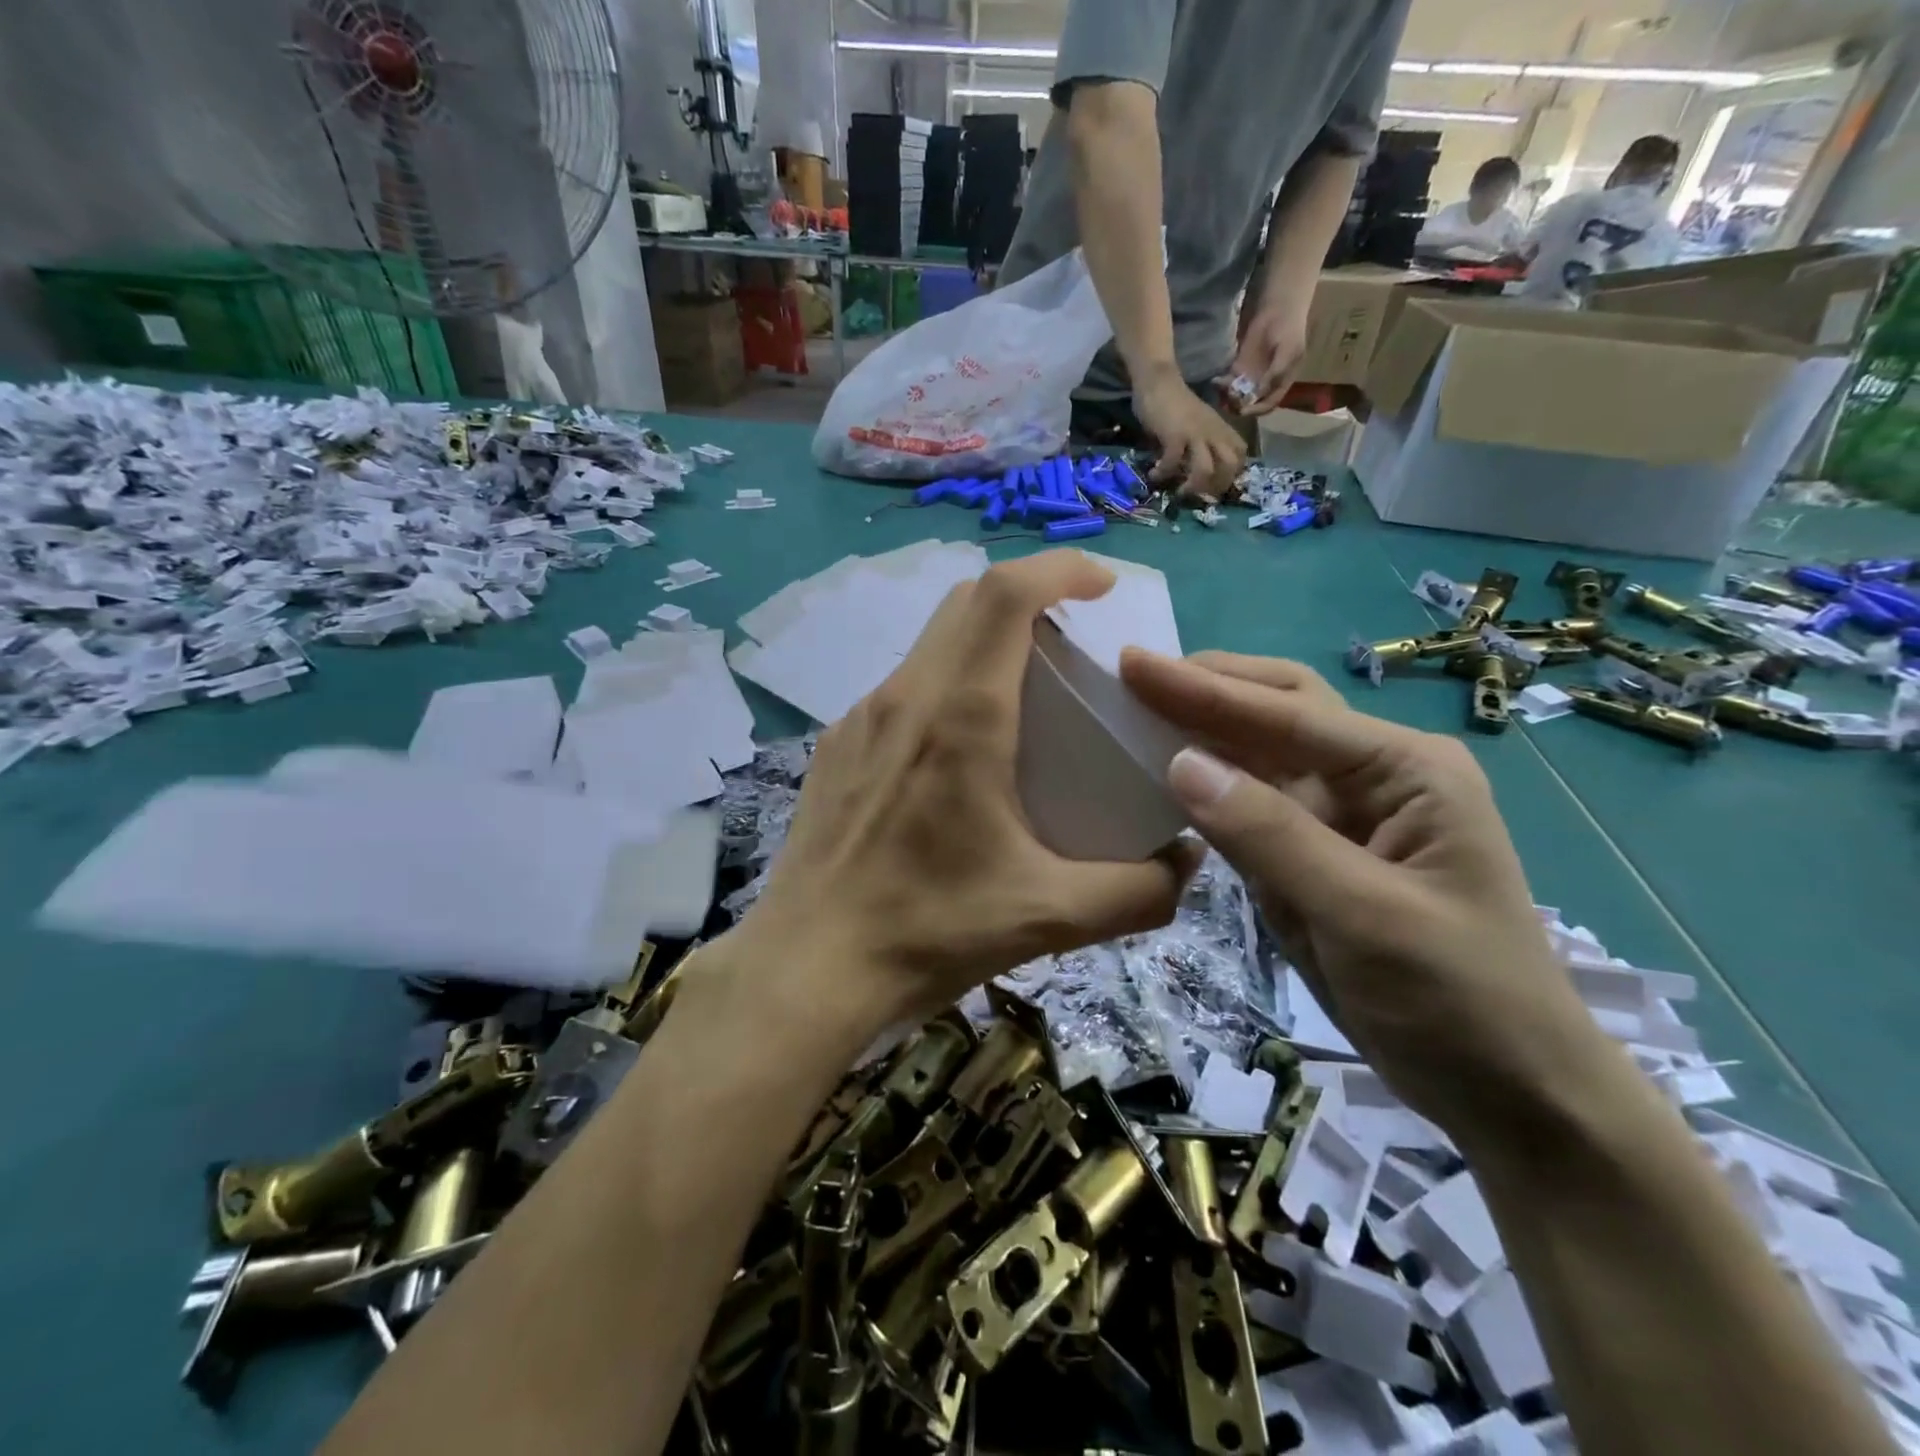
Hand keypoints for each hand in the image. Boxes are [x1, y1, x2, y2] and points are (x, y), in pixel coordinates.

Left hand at [743, 553, 1201, 1037]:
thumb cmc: (926, 933)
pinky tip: (962, 751)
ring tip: (1026, 694)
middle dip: (1029, 597)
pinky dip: (946, 683)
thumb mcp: (1048, 918)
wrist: (807, 971)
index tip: (1102, 585)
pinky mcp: (837, 748)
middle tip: (1074, 639)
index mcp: (959, 717)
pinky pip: (903, 688)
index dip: (1059, 569)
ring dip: (984, 641)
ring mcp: (859, 719)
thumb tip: (1187, 862)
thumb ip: (1137, 891)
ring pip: (931, 642)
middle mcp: (904, 698)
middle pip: (966, 602)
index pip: (1005, 595)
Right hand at [1120, 650, 1607, 1145]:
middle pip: (1278, 711)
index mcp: (1405, 770)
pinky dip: (1205, 785)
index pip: (1287, 716)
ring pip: (1258, 754)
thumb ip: (1269, 834)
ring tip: (1134, 708)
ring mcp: (1340, 816)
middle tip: (1131, 674)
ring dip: (1200, 729)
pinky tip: (1164, 771)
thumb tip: (1180, 761)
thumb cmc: (1458, 999)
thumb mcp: (1364, 915)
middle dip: (1207, 688)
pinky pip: (1249, 806)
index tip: (1132, 664)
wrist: (1508, 1092)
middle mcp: (1372, 776)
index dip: (1203, 690)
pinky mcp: (1311, 855)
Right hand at [1133, 366, 1246, 502]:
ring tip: (1179, 492)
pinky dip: (1163, 473)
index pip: (1240, 453)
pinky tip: (1154, 474)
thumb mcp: (1196, 422)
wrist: (1159, 380)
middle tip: (1200, 495)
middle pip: (1230, 465)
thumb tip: (1193, 468)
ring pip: (1205, 469)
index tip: (1214, 484)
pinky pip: (1172, 462)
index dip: (1231, 473)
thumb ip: (1200, 441)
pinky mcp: (1174, 435)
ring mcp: (1195, 433)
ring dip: (1193, 486)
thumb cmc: (1175, 403)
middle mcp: (1213, 432)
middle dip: (1217, 486)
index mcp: (1220, 428)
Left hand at [1225, 305, 1307, 415]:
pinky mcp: (1238, 368)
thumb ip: (1275, 374)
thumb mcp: (1288, 352)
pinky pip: (1228, 382)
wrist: (1277, 308)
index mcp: (1280, 383)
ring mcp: (1250, 376)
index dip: (1255, 411)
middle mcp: (1264, 384)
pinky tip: (1216, 380)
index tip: (1242, 410)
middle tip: (1228, 399)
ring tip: (1221, 388)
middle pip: (1249, 404)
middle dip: (1237, 405)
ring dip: (1227, 396)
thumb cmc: (1289, 329)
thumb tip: (1259, 394)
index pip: (1267, 405)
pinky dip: (1221, 385)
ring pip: (1236, 395)